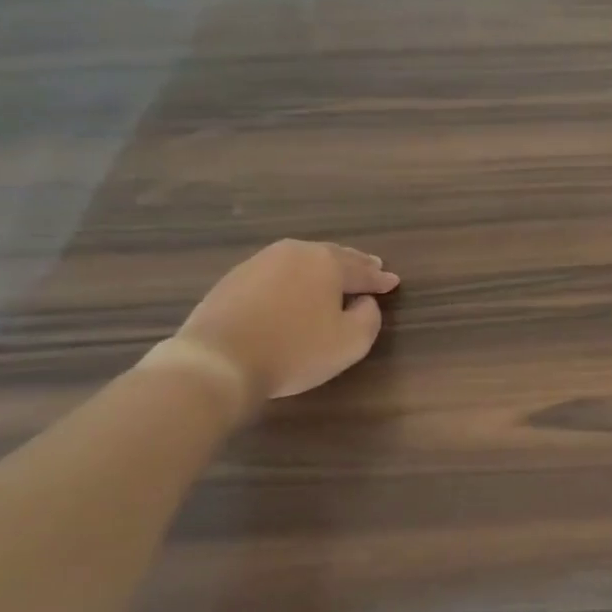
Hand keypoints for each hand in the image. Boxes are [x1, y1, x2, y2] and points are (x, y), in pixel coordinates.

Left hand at [178, 240, 399, 400]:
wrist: (219, 359)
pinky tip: (294, 289)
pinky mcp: (234, 278)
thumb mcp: (350, 342)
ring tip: (334, 277)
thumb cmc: (294, 350)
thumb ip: (369, 317)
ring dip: (322, 268)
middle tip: (370, 267)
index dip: (380, 279)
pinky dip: (293, 279)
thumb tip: (364, 301)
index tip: (393, 281)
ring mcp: (260, 262)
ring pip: (302, 261)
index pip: (362, 270)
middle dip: (354, 263)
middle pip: (332, 256)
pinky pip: (276, 273)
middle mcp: (295, 252)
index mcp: (326, 263)